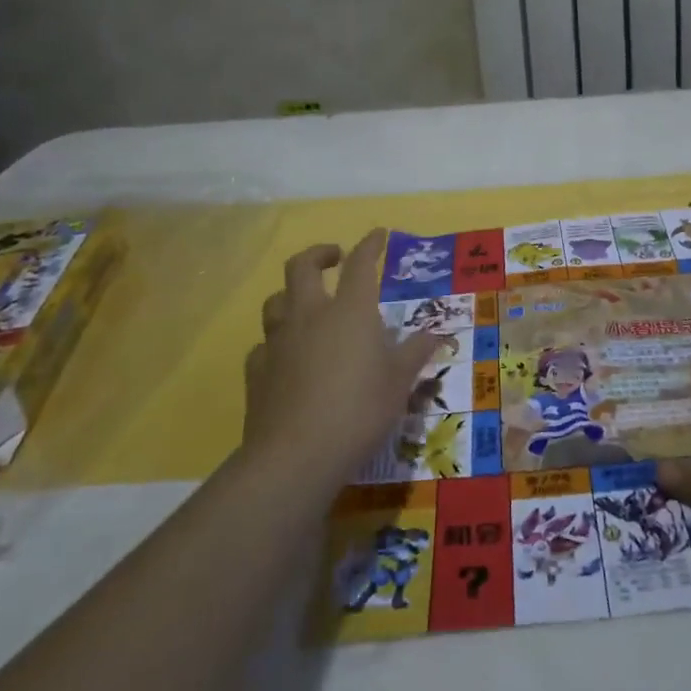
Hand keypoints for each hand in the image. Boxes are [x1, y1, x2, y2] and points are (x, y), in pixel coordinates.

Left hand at [243, 231, 439, 485]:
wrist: (296, 456)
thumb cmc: (359, 410)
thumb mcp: (400, 382)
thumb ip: (415, 352)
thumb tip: (434, 334)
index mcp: (350, 311)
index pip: (360, 264)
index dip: (370, 245)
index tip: (378, 235)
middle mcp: (310, 315)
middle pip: (302, 266)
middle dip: (318, 253)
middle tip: (334, 257)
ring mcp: (278, 342)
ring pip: (276, 301)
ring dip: (291, 294)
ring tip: (307, 304)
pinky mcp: (257, 371)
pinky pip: (264, 345)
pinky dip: (276, 342)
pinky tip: (287, 357)